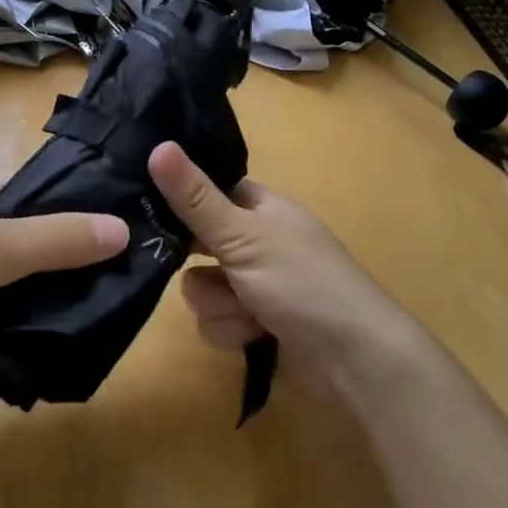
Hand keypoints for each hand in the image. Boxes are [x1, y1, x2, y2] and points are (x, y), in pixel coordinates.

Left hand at [0, 186, 128, 408]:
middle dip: (77, 263)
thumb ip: (57, 238)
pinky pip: (11, 326)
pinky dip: (35, 335)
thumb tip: (123, 228)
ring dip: (58, 303)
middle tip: (133, 279)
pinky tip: (73, 346)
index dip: (83, 210)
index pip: (43, 199)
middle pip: (39, 247)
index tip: (132, 228)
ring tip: (115, 314)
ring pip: (28, 290)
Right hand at [149, 141, 424, 387]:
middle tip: (208, 269)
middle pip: (198, 244)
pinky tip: (254, 336)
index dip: (183, 200)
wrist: (356, 362)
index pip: (210, 191)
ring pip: (202, 287)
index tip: (151, 210)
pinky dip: (231, 330)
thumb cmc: (304, 283)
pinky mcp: (257, 324)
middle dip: (200, 266)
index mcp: (262, 208)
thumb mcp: (243, 236)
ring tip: (246, 312)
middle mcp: (258, 242)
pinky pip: (217, 320)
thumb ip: (195, 198)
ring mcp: (258, 285)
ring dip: (219, 304)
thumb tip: (157, 145)